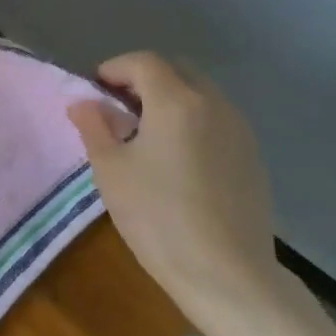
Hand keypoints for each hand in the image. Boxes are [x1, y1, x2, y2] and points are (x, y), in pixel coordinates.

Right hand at [68, 52, 312, 335]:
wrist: (227, 273)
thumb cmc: (158, 217)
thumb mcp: (111, 171)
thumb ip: (94, 127)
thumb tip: (84, 102)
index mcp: (176, 102)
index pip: (143, 62)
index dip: (114, 68)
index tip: (95, 91)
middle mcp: (214, 104)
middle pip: (177, 70)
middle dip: (144, 79)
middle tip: (118, 109)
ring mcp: (239, 130)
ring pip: (200, 94)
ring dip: (170, 100)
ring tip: (144, 136)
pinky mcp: (251, 156)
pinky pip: (216, 120)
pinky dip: (191, 122)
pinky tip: (176, 160)